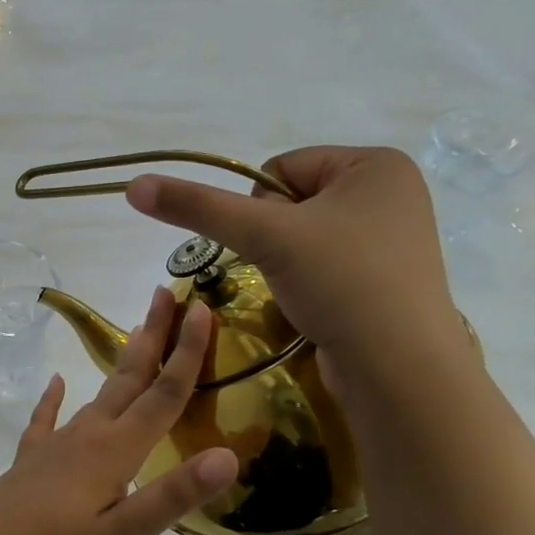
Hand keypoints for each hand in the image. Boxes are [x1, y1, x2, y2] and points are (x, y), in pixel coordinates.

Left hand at [0, 288, 238, 534]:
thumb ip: (172, 496)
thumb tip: (227, 455)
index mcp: (114, 451)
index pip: (162, 394)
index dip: (187, 353)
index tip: (201, 308)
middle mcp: (86, 436)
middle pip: (128, 378)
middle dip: (152, 336)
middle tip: (166, 293)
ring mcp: (54, 446)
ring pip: (97, 394)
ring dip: (121, 363)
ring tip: (137, 336)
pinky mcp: (30, 461)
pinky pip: (46, 419)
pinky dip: (53, 399)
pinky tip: (55, 382)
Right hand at [125, 146, 464, 385]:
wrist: (399, 369)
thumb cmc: (341, 283)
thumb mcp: (263, 236)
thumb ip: (198, 207)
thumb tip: (134, 184)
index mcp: (376, 164)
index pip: (281, 168)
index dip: (259, 207)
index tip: (274, 245)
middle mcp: (390, 193)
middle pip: (292, 202)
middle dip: (275, 238)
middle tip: (290, 271)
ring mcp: (393, 238)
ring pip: (305, 237)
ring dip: (287, 263)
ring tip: (306, 291)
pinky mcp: (387, 279)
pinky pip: (326, 265)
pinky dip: (309, 283)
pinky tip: (320, 306)